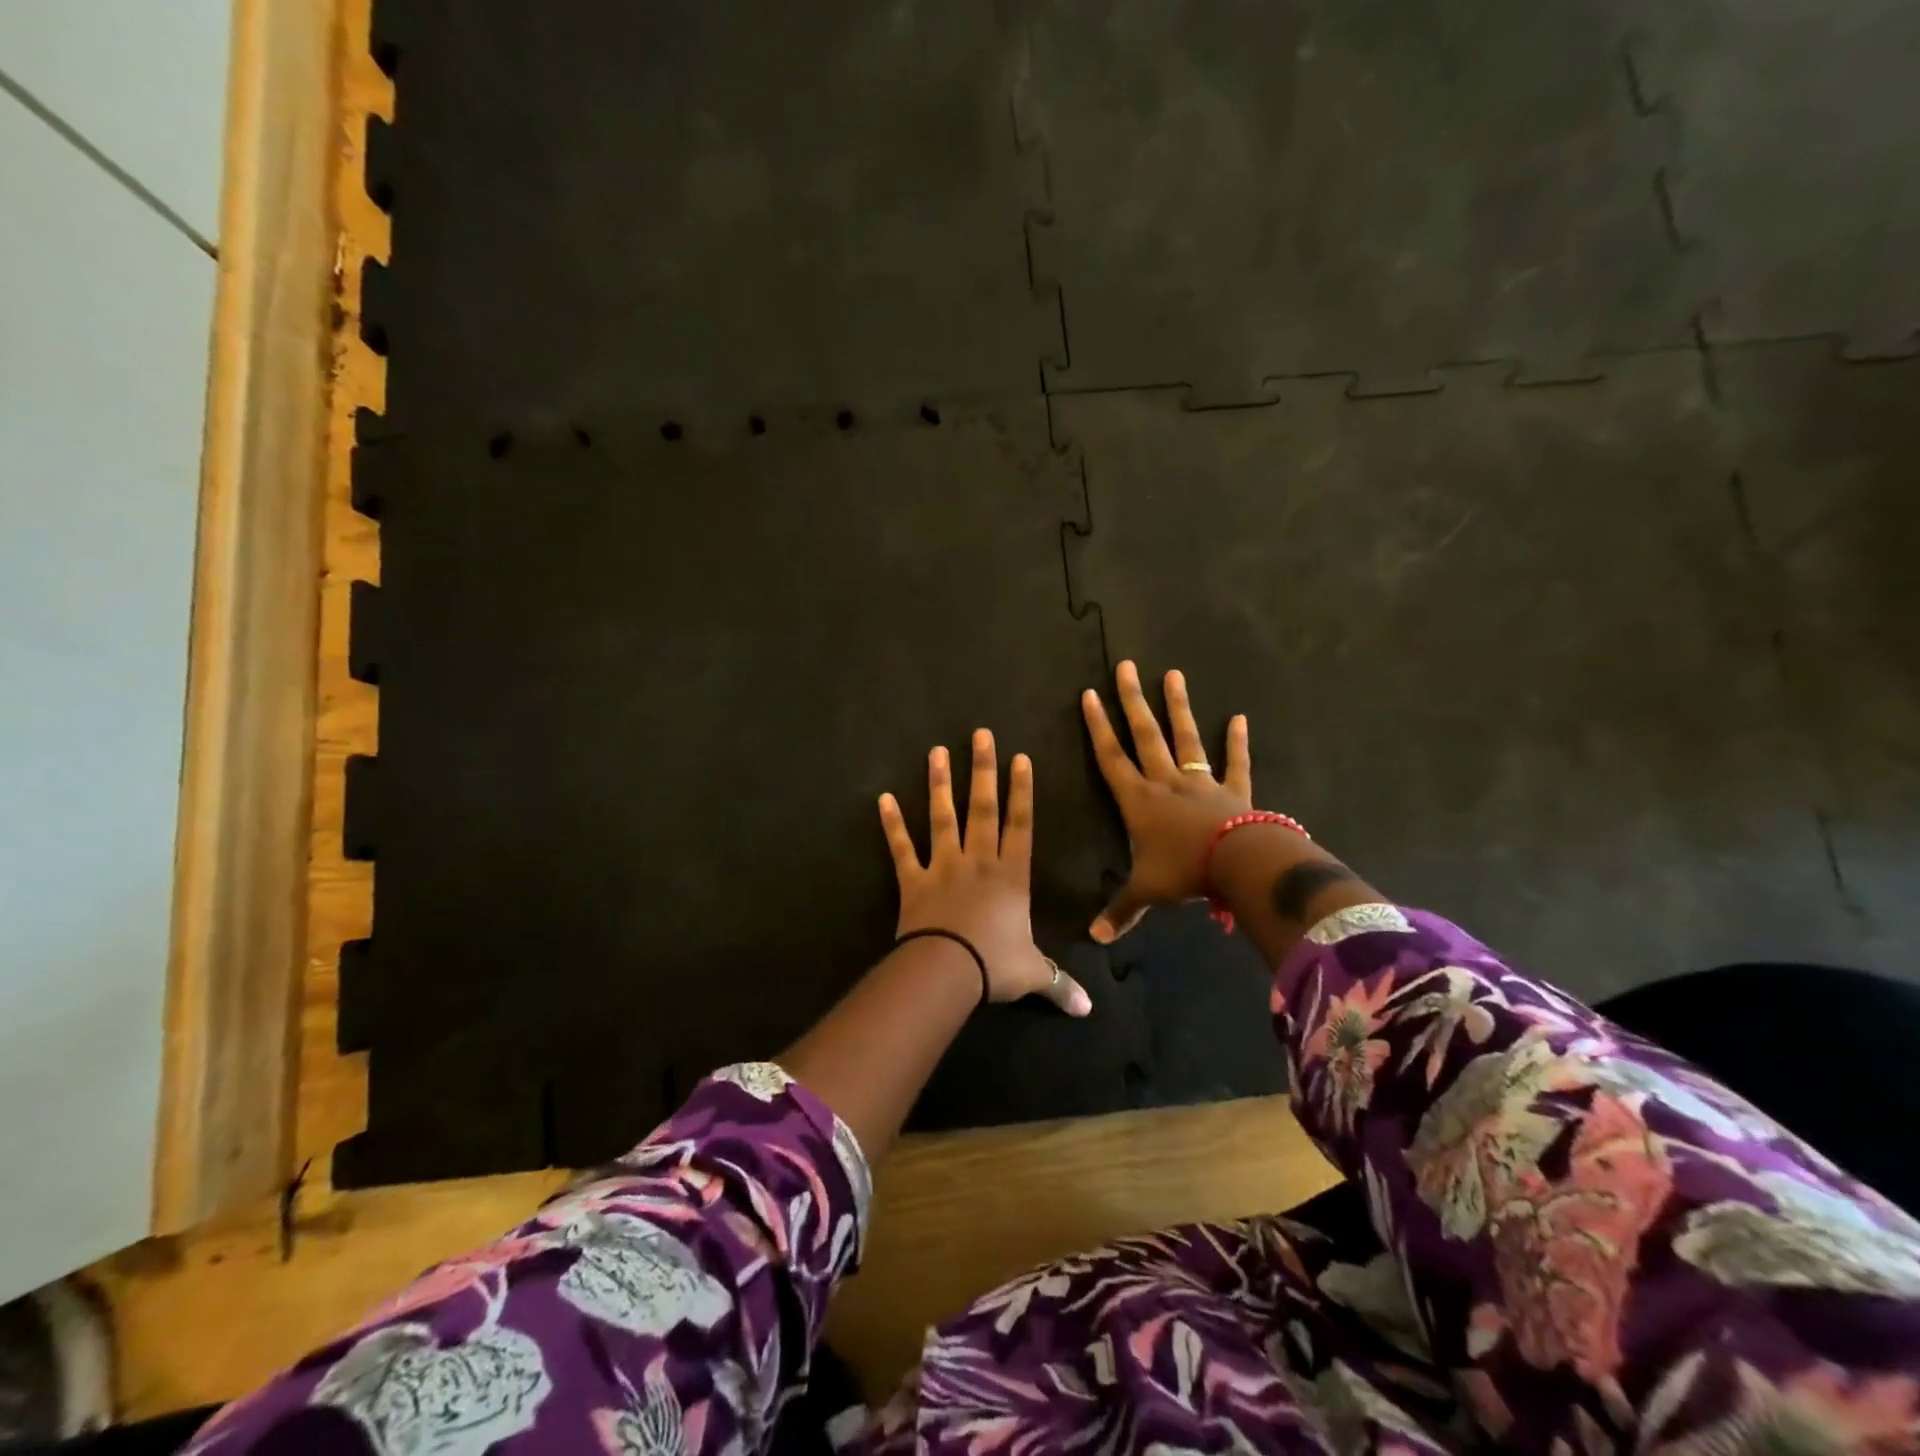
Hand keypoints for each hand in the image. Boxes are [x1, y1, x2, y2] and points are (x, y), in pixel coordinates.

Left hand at [878, 729, 1091, 1014]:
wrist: (948, 971)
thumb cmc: (995, 965)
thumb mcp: (1033, 974)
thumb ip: (1059, 984)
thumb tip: (1088, 1010)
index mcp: (1011, 875)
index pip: (1021, 824)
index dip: (1022, 790)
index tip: (1020, 757)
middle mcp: (978, 861)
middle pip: (983, 808)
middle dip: (983, 770)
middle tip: (980, 735)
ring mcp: (943, 866)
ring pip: (943, 818)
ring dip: (940, 784)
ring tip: (936, 752)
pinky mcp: (913, 880)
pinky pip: (902, 848)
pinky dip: (892, 825)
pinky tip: (883, 798)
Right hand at [1081, 661, 1252, 942]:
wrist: (1239, 865)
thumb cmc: (1185, 871)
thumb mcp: (1146, 891)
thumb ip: (1120, 911)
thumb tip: (1093, 939)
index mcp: (1138, 800)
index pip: (1111, 757)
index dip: (1098, 727)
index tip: (1090, 695)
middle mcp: (1166, 782)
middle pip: (1145, 735)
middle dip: (1132, 701)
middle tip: (1126, 667)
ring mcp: (1201, 782)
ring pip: (1185, 738)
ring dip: (1177, 707)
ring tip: (1172, 674)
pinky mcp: (1234, 789)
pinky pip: (1235, 763)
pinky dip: (1238, 742)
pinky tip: (1240, 718)